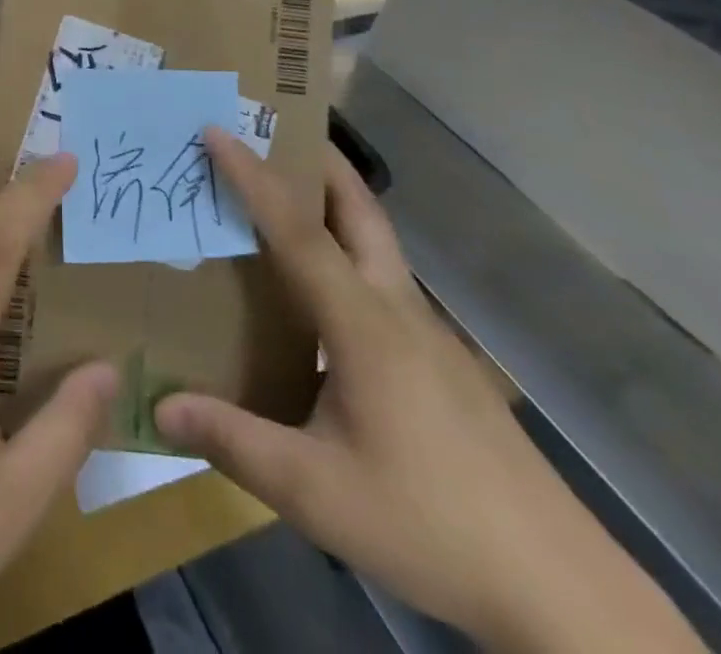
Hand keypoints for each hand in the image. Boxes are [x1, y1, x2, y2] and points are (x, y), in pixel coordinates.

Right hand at [155, 129, 704, 653]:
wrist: (560, 588)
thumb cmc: (430, 523)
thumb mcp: (316, 492)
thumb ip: (234, 442)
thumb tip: (160, 405)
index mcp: (363, 324)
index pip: (298, 231)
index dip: (254, 177)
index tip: (218, 131)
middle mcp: (397, 310)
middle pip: (361, 211)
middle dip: (320, 161)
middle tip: (275, 132)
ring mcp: (429, 335)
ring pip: (378, 243)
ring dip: (336, 204)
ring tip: (289, 199)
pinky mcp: (444, 363)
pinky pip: (385, 282)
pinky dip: (350, 253)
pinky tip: (328, 297)